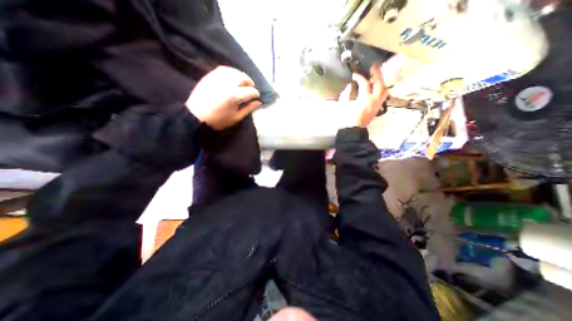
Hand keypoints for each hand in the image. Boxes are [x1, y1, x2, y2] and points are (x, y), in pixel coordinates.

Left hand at [185, 65, 260, 128]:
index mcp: (234, 96)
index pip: (250, 91)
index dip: (256, 94)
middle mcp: (227, 83)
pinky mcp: (210, 76)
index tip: (257, 98)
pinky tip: (233, 77)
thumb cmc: (218, 120)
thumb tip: (258, 102)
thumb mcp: (236, 117)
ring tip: (243, 82)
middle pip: (243, 78)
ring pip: (233, 71)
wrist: (196, 116)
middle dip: (249, 83)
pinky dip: (231, 72)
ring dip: (241, 76)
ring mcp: (217, 78)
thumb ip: (248, 109)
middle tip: (251, 89)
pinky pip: (223, 69)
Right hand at [339, 64, 387, 126]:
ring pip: (384, 90)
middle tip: (372, 68)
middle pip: (379, 84)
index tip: (354, 75)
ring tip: (375, 78)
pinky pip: (382, 96)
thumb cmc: (346, 119)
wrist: (352, 131)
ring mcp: (377, 105)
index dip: (359, 77)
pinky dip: (381, 90)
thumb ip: (346, 94)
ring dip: (381, 82)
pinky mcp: (377, 108)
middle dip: (377, 74)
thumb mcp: (343, 105)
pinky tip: (376, 88)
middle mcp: (374, 100)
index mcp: (364, 99)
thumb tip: (350, 86)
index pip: (364, 83)